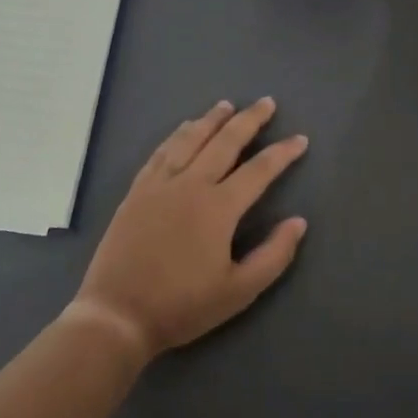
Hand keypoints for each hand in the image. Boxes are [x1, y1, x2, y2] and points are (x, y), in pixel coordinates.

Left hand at [69, 99, 307, 359]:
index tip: (300, 139)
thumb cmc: (182, 305)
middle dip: (249, 120)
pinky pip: (161, 152)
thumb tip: (298, 222)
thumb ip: (274, 255)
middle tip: (266, 102)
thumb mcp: (239, 291)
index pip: (259, 170)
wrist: (117, 314)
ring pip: (190, 139)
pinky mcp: (137, 192)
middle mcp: (190, 185)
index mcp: (218, 207)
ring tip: (227, 105)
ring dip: (211, 120)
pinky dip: (177, 135)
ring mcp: (159, 185)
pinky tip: (184, 129)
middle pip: (225, 142)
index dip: (282, 153)